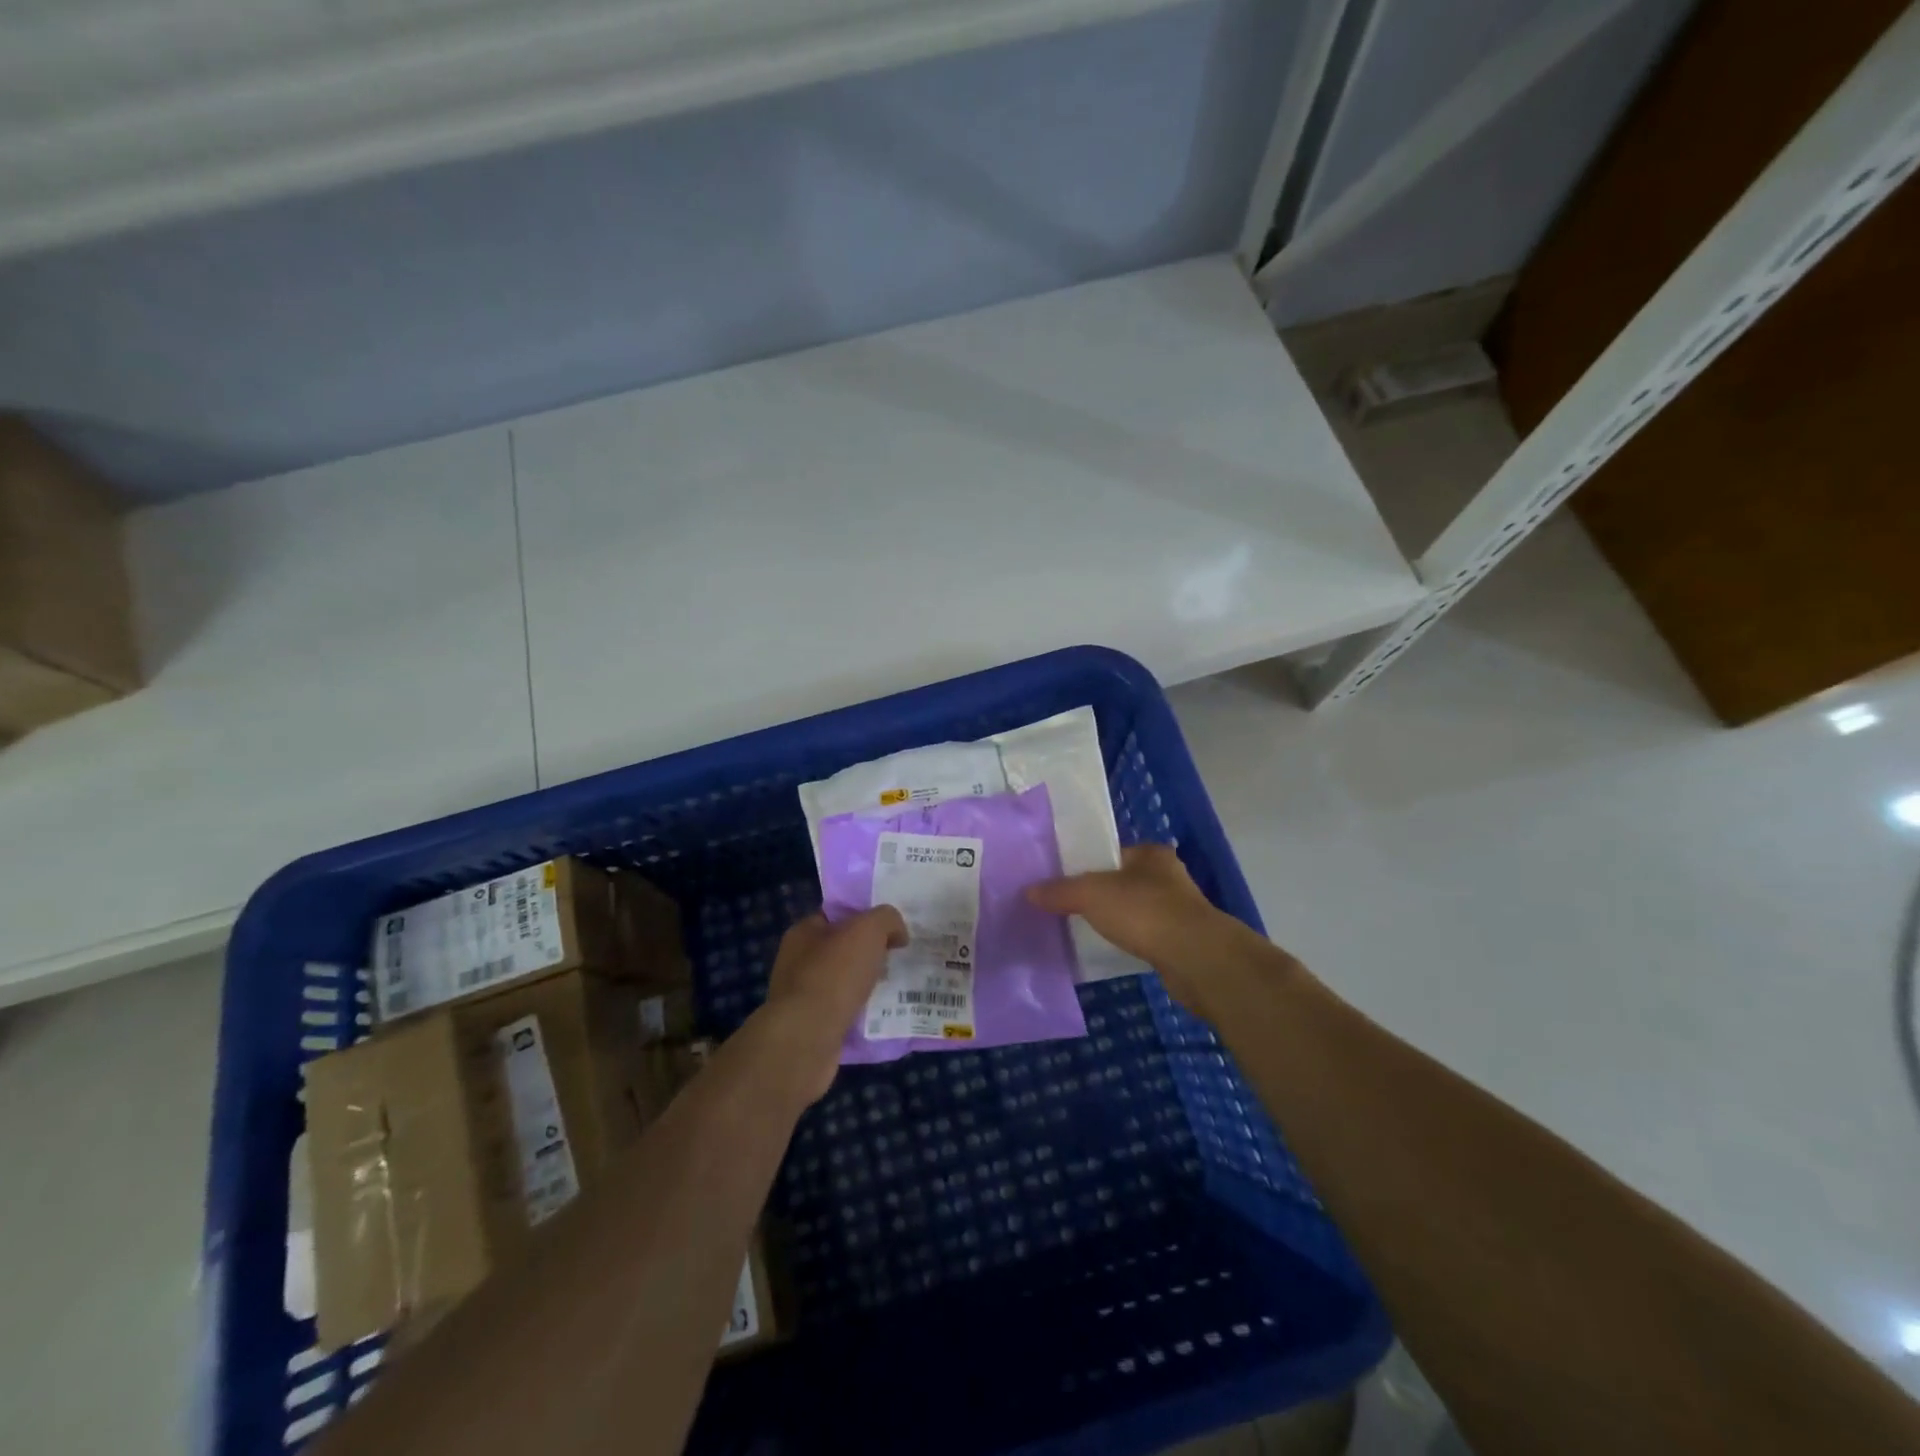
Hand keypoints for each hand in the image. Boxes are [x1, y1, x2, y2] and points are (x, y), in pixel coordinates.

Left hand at [757, 907, 905, 1102]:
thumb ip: (887, 919)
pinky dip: (864, 1013)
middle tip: (901, 957)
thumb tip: (897, 934)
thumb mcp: (868, 929)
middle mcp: (798, 961)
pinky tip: (886, 1016)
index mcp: (804, 932)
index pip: (838, 915)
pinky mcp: (812, 1028)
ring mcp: (803, 997)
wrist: (807, 1039)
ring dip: (870, 985)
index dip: (866, 916)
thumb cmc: (834, 974)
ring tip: (901, 988)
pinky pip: (846, 1012)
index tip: (893, 927)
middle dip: (872, 953)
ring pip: (847, 983)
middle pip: (844, 949)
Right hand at [1026, 844, 1266, 1010]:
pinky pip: (1142, 937)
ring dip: (1112, 920)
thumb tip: (1028, 891)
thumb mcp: (1092, 894)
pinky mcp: (1178, 942)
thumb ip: (1060, 891)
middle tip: (1062, 907)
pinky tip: (1106, 950)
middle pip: (1120, 882)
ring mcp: (1176, 911)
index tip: (1058, 880)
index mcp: (1150, 854)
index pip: (1110, 852)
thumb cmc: (1145, 912)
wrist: (1196, 959)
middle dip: (1096, 895)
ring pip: (1132, 911)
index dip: (1084, 864)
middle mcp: (1167, 877)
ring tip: (1078, 930)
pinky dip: (1125, 942)